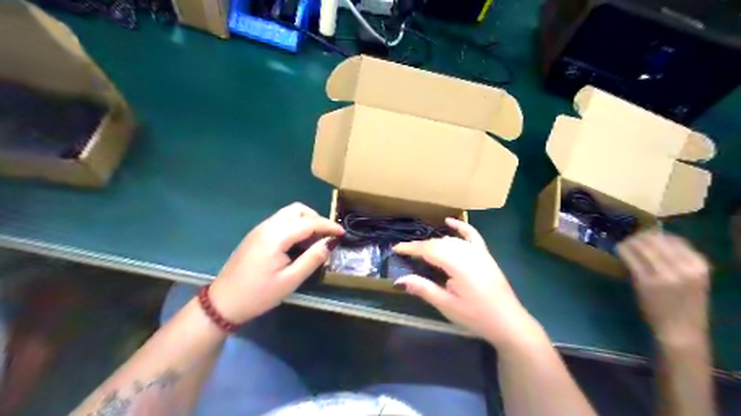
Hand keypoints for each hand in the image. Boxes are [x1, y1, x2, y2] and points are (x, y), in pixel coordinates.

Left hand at [208, 204, 343, 323]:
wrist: (223, 303)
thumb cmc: (258, 294)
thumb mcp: (290, 281)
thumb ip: (312, 259)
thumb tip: (329, 244)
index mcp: (276, 236)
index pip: (309, 222)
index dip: (328, 226)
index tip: (343, 233)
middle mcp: (268, 226)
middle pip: (297, 209)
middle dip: (316, 218)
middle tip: (327, 235)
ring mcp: (260, 229)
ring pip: (288, 213)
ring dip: (305, 221)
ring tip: (315, 240)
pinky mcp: (256, 235)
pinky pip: (280, 221)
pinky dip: (294, 225)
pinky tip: (298, 243)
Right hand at [393, 219, 541, 349]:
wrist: (508, 322)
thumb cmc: (476, 316)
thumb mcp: (447, 305)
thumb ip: (423, 289)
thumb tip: (399, 280)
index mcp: (458, 265)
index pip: (429, 250)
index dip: (411, 248)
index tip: (396, 248)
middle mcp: (468, 253)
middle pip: (439, 244)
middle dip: (421, 246)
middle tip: (406, 253)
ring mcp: (478, 252)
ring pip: (451, 240)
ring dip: (435, 242)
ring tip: (421, 249)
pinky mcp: (485, 254)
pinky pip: (472, 235)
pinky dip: (460, 226)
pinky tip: (449, 221)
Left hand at [618, 233, 708, 345]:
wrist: (680, 330)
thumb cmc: (684, 304)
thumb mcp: (693, 279)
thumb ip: (679, 260)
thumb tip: (656, 239)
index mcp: (699, 266)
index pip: (675, 239)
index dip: (656, 235)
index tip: (645, 236)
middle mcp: (684, 267)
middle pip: (656, 240)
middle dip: (640, 236)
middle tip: (630, 238)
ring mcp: (664, 274)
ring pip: (641, 246)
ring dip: (629, 241)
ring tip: (623, 243)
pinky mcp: (645, 280)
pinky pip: (629, 257)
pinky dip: (622, 250)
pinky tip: (618, 249)